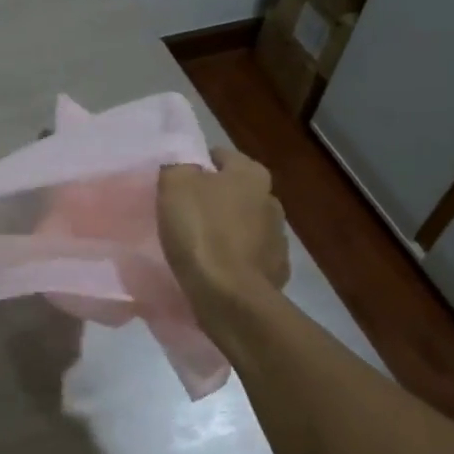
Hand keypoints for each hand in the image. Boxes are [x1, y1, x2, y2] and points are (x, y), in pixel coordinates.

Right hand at [158, 149, 289, 320]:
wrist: (230, 296)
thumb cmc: (202, 232)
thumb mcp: (175, 186)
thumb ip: (179, 167)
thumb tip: (186, 168)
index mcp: (251, 174)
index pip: (221, 156)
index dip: (198, 164)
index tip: (178, 181)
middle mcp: (272, 200)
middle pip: (236, 191)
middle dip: (215, 198)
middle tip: (186, 213)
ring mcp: (278, 239)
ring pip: (245, 225)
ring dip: (228, 230)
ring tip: (199, 245)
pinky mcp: (276, 271)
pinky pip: (250, 257)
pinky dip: (235, 259)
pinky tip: (216, 270)